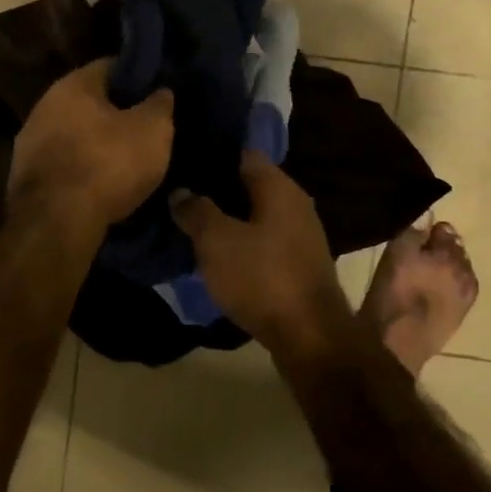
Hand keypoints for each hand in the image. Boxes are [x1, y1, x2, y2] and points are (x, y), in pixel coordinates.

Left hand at [9, 60, 173, 228]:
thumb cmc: (108, 164)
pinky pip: (63, 162)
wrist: (56, 223)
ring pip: (74, 133)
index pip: (110, 66)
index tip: (156, 94)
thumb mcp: (153, 131)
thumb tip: (160, 91)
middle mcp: (44, 105)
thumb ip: (159, 105)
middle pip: (89, 101)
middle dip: (116, 113)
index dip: (137, 77)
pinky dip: (81, 168)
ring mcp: (29, 141)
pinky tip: (100, 184)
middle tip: (144, 129)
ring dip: (96, 143)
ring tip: (124, 161)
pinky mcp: (24, 176)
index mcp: (73, 84)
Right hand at [171, 152, 349, 355]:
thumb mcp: (216, 241)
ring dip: (228, 220)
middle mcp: (295, 203)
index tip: (182, 162)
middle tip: (179, 195)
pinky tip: (218, 255)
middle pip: (249, 185)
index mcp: (279, 187)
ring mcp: (301, 235)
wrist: (310, 338)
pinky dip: (242, 244)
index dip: (212, 155)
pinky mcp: (299, 264)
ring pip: (256, 215)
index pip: (242, 153)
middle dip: (216, 189)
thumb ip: (196, 211)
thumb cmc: (262, 278)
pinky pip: (264, 241)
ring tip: (192, 226)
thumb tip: (180, 191)